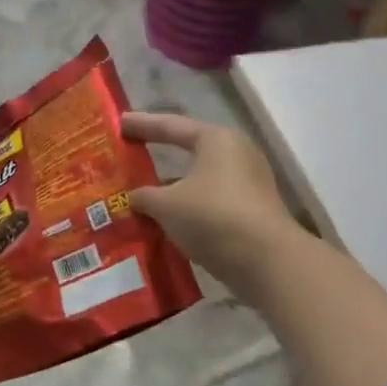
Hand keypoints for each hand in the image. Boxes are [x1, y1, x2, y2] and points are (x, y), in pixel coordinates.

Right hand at [123, 112, 299, 303]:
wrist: (267, 262)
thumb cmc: (212, 217)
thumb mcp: (167, 205)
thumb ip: (144, 196)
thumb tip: (133, 197)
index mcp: (216, 140)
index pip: (171, 126)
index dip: (142, 124)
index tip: (119, 122)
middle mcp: (236, 155)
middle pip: (189, 152)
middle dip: (158, 157)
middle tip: (129, 155)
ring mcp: (248, 185)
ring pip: (198, 181)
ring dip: (171, 189)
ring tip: (140, 196)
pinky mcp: (251, 213)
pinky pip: (209, 204)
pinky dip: (186, 209)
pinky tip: (164, 222)